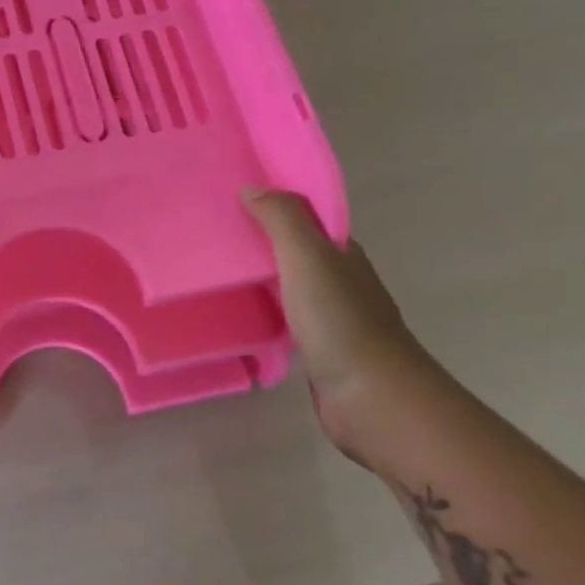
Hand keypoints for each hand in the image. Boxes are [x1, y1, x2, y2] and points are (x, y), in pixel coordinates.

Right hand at [241, 190, 427, 457]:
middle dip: (261, 239)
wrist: (371, 398)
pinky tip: (237, 311)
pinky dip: (264, 310)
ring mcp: (330, 317)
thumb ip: (282, 219)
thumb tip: (252, 187)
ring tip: (215, 267)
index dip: (275, 205)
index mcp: (343, 254)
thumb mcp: (308, 256)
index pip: (307, 218)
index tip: (232, 197)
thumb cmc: (339, 319)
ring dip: (260, 276)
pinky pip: (284, 318)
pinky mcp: (318, 350)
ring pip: (289, 285)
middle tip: (213, 230)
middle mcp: (340, 280)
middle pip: (296, 250)